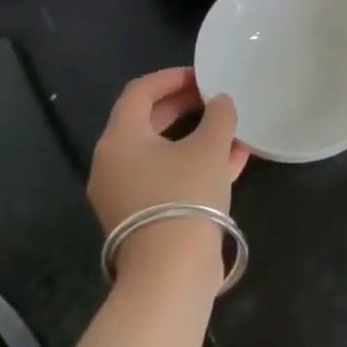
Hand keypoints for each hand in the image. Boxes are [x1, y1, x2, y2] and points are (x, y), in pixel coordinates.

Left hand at [87, 68, 249, 234]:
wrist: (171, 271)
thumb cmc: (186, 194)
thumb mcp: (210, 146)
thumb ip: (219, 116)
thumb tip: (221, 102)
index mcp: (120, 139)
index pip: (140, 92)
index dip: (172, 77)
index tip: (204, 75)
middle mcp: (113, 163)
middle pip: (147, 121)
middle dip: (184, 105)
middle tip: (216, 97)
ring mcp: (124, 193)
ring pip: (161, 152)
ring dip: (195, 136)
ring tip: (230, 128)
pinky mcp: (142, 216)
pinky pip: (167, 177)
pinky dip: (194, 164)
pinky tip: (233, 160)